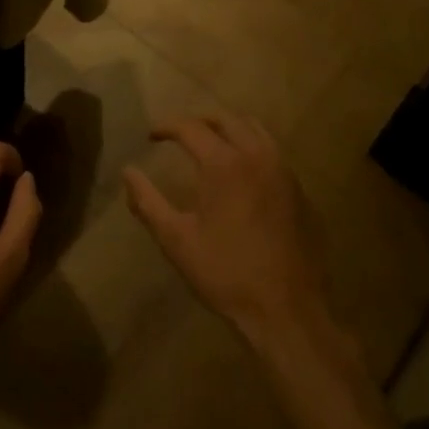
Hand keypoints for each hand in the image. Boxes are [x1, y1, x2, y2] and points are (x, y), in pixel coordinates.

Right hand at [125, 115, 337, 357]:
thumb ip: (147, 202)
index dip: (167, 126)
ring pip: (255, 129)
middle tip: (180, 135)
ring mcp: (284, 172)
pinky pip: (273, 153)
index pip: (191, 127)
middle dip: (199, 120)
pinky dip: (252, 148)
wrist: (287, 310)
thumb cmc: (225, 274)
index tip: (152, 135)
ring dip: (229, 128)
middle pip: (226, 118)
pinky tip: (242, 174)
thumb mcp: (176, 240)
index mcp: (224, 164)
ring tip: (211, 144)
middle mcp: (257, 156)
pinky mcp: (300, 191)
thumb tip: (128, 172)